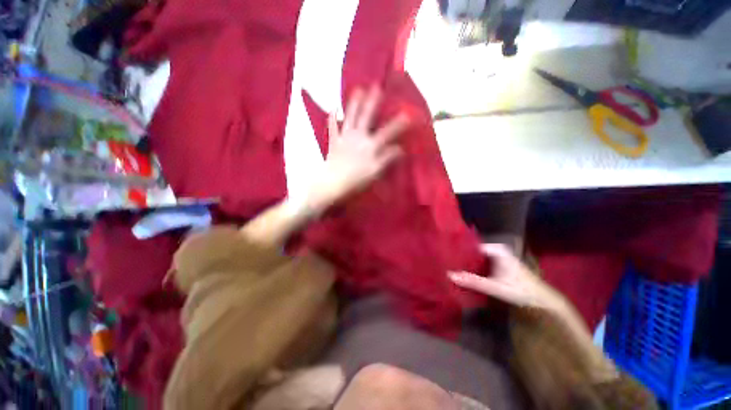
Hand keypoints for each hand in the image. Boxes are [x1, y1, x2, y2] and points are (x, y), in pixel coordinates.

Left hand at [307, 87, 409, 209]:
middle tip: (377, 87)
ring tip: (357, 89)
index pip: (388, 132)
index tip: (408, 114)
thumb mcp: (375, 172)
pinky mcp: (334, 141)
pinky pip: (333, 127)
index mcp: (370, 146)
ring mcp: (345, 137)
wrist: (333, 182)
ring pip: (350, 117)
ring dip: (354, 103)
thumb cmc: (356, 180)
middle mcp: (359, 137)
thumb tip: (400, 149)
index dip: (398, 124)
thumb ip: (387, 159)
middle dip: (373, 102)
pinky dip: (332, 118)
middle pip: (367, 117)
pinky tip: (332, 109)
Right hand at [449, 244, 566, 310]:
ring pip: (477, 257)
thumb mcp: (495, 287)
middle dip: (461, 257)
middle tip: (446, 262)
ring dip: (467, 263)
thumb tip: (449, 275)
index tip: (446, 257)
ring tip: (451, 266)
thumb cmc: (521, 290)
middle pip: (473, 251)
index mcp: (496, 249)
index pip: (471, 246)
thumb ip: (473, 281)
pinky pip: (481, 262)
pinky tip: (465, 272)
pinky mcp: (499, 264)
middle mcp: (496, 249)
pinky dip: (474, 267)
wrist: (543, 300)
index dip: (458, 251)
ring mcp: (498, 257)